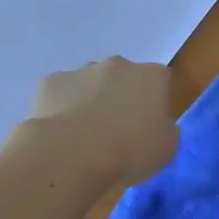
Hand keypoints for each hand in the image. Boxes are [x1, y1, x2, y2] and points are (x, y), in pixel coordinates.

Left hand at [26, 57, 177, 184]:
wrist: (73, 153)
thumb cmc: (130, 151)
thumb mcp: (166, 148)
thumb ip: (165, 129)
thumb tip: (154, 125)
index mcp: (153, 77)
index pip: (161, 82)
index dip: (155, 105)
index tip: (149, 128)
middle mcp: (119, 65)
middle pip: (124, 78)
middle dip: (122, 99)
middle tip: (118, 132)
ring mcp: (82, 71)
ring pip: (91, 84)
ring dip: (92, 101)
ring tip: (86, 136)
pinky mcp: (51, 82)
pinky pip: (62, 94)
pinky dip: (63, 108)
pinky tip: (63, 133)